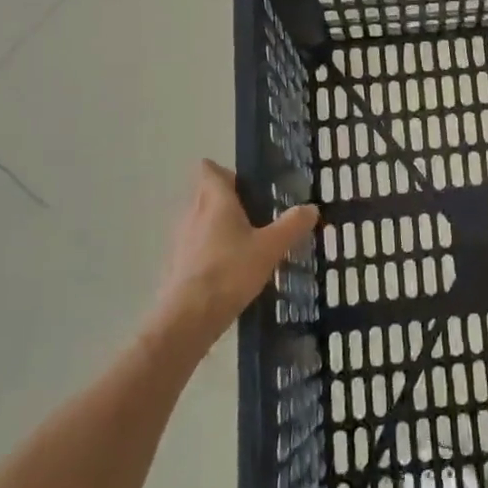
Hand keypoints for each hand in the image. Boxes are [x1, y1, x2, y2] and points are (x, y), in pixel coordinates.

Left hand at [149, 161, 318, 354]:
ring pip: (200, 221)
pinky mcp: (177, 265)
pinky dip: (210, 250)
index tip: (247, 182)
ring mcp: (181, 240)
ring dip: (218, 225)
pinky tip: (230, 268)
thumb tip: (311, 208)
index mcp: (215, 201)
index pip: (209, 170)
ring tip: (246, 240)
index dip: (225, 172)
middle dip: (227, 199)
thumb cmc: (230, 271)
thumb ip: (291, 226)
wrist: (188, 318)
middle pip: (205, 194)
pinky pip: (195, 246)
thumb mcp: (270, 248)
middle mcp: (193, 214)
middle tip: (256, 211)